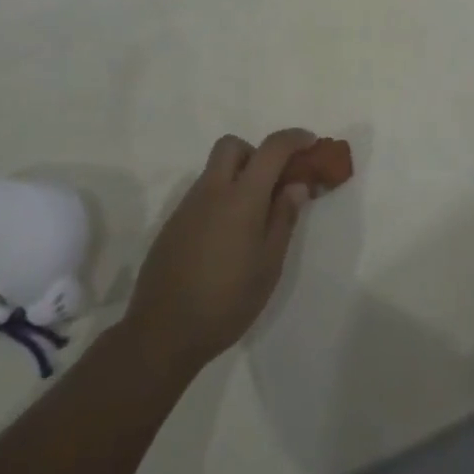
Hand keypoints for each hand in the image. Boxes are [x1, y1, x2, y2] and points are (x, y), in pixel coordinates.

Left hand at [123, 129, 315, 370]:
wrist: (162, 334)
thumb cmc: (227, 301)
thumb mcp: (269, 265)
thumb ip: (284, 218)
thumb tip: (296, 185)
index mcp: (240, 198)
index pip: (271, 149)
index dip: (294, 139)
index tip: (311, 143)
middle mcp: (211, 192)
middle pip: (232, 146)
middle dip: (256, 152)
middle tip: (273, 182)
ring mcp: (186, 207)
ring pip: (214, 171)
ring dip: (237, 177)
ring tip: (253, 218)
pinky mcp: (172, 225)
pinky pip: (201, 195)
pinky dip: (220, 199)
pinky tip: (227, 238)